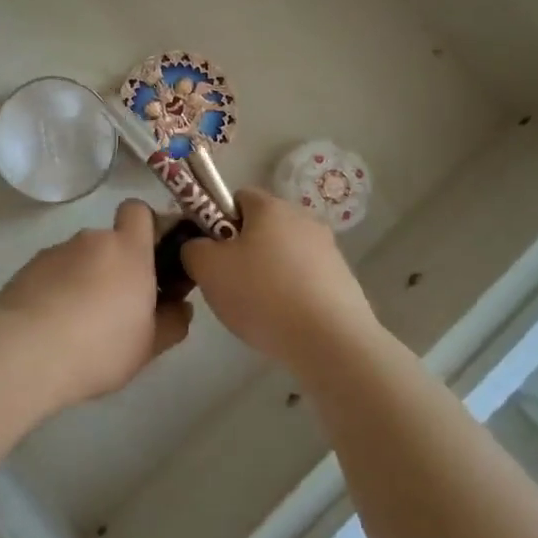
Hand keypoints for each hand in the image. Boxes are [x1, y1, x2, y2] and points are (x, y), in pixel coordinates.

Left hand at [0, 199, 191, 402]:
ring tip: (80, 324)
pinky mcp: (26, 268)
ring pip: (80, 259)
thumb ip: (172, 321)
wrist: (27, 354)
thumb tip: (180, 306)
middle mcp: (91, 240)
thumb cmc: (101, 346)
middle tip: (118, 307)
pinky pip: (53, 273)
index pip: (139, 210)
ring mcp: (55, 252)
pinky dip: (57, 290)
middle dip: (116, 266)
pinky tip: (53, 326)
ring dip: (85, 279)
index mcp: (128, 249)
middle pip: (109, 241)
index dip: (147, 227)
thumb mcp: (149, 345)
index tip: (151, 259)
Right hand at [180, 189, 377, 367]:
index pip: (237, 197)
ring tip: (257, 308)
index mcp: (271, 207)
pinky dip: (290, 293)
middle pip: (262, 226)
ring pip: (283, 254)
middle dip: (242, 250)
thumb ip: (193, 248)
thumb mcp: (207, 268)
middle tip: (228, 282)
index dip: (217, 220)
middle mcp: (303, 218)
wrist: (331, 341)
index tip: (211, 252)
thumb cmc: (262, 295)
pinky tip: (283, 320)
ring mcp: (328, 249)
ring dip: (267, 273)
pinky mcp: (343, 280)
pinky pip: (304, 278)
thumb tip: (200, 246)